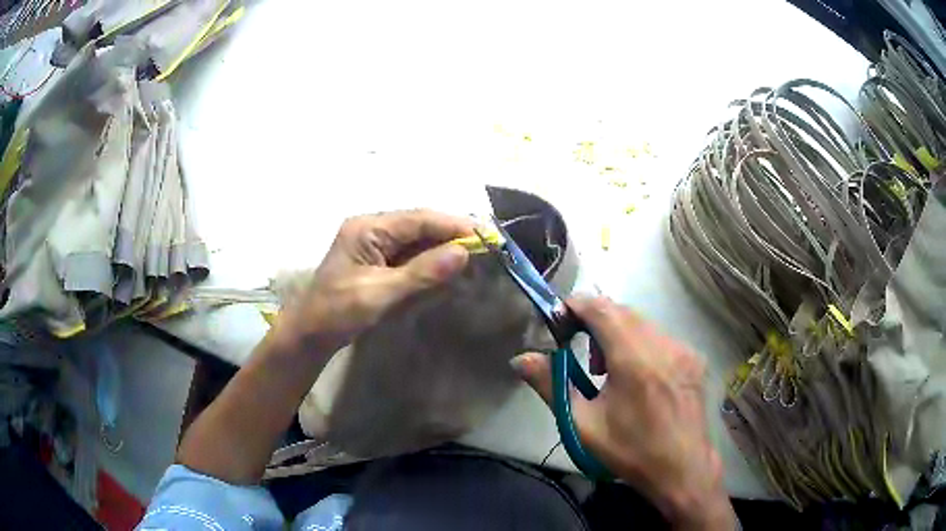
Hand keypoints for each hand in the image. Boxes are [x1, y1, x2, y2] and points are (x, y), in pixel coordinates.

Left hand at [272, 209, 474, 355]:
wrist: (310, 335)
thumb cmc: (337, 312)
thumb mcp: (379, 294)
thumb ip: (421, 273)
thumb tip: (462, 254)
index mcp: (367, 228)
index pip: (419, 219)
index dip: (454, 226)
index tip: (486, 236)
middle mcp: (372, 228)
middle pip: (420, 225)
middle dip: (451, 235)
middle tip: (486, 247)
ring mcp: (373, 244)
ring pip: (417, 240)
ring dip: (442, 248)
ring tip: (474, 257)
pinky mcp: (377, 261)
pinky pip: (409, 255)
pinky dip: (429, 261)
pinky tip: (447, 268)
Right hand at [511, 297, 735, 530]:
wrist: (683, 469)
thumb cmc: (630, 450)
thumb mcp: (583, 424)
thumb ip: (551, 385)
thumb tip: (520, 359)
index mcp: (634, 358)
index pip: (601, 308)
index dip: (576, 305)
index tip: (559, 319)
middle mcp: (663, 344)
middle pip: (622, 312)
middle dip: (596, 322)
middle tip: (583, 355)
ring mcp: (683, 349)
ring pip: (643, 323)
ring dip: (619, 333)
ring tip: (610, 371)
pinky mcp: (694, 358)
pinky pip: (661, 337)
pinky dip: (642, 344)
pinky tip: (639, 377)